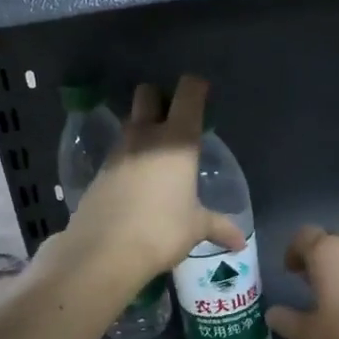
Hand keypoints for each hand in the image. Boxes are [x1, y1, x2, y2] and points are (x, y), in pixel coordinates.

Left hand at [60, 75, 245, 285]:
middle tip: (173, 120)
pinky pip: (117, 152)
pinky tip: (136, 181)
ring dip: (142, 128)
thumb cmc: (161, 230)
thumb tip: (240, 242)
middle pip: (148, 94)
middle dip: (160, 99)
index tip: (202, 93)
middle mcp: (145, 136)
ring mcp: (118, 151)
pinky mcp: (99, 171)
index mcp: (177, 140)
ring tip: (157, 154)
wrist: (104, 250)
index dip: (195, 87)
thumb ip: (218, 227)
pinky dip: (128, 157)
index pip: (188, 93)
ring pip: (130, 122)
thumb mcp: (195, 228)